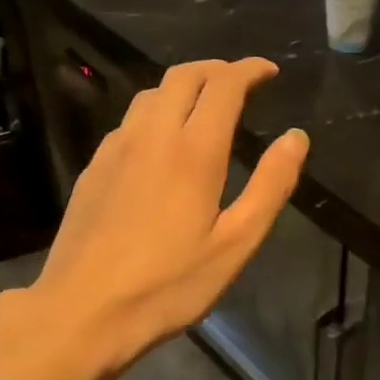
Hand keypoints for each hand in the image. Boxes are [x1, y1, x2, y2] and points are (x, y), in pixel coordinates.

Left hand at [31, 58, 307, 371]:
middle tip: (241, 83)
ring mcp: (116, 149)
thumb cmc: (169, 284)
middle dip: (217, 69)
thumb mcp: (235, 244)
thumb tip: (296, 138)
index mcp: (194, 151)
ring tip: (205, 106)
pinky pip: (129, 121)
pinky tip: (162, 142)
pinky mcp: (94, 168)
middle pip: (183, 76)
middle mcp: (152, 135)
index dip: (249, 70)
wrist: (82, 311)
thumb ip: (270, 186)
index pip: (224, 85)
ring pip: (151, 94)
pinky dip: (156, 112)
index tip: (269, 71)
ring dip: (184, 86)